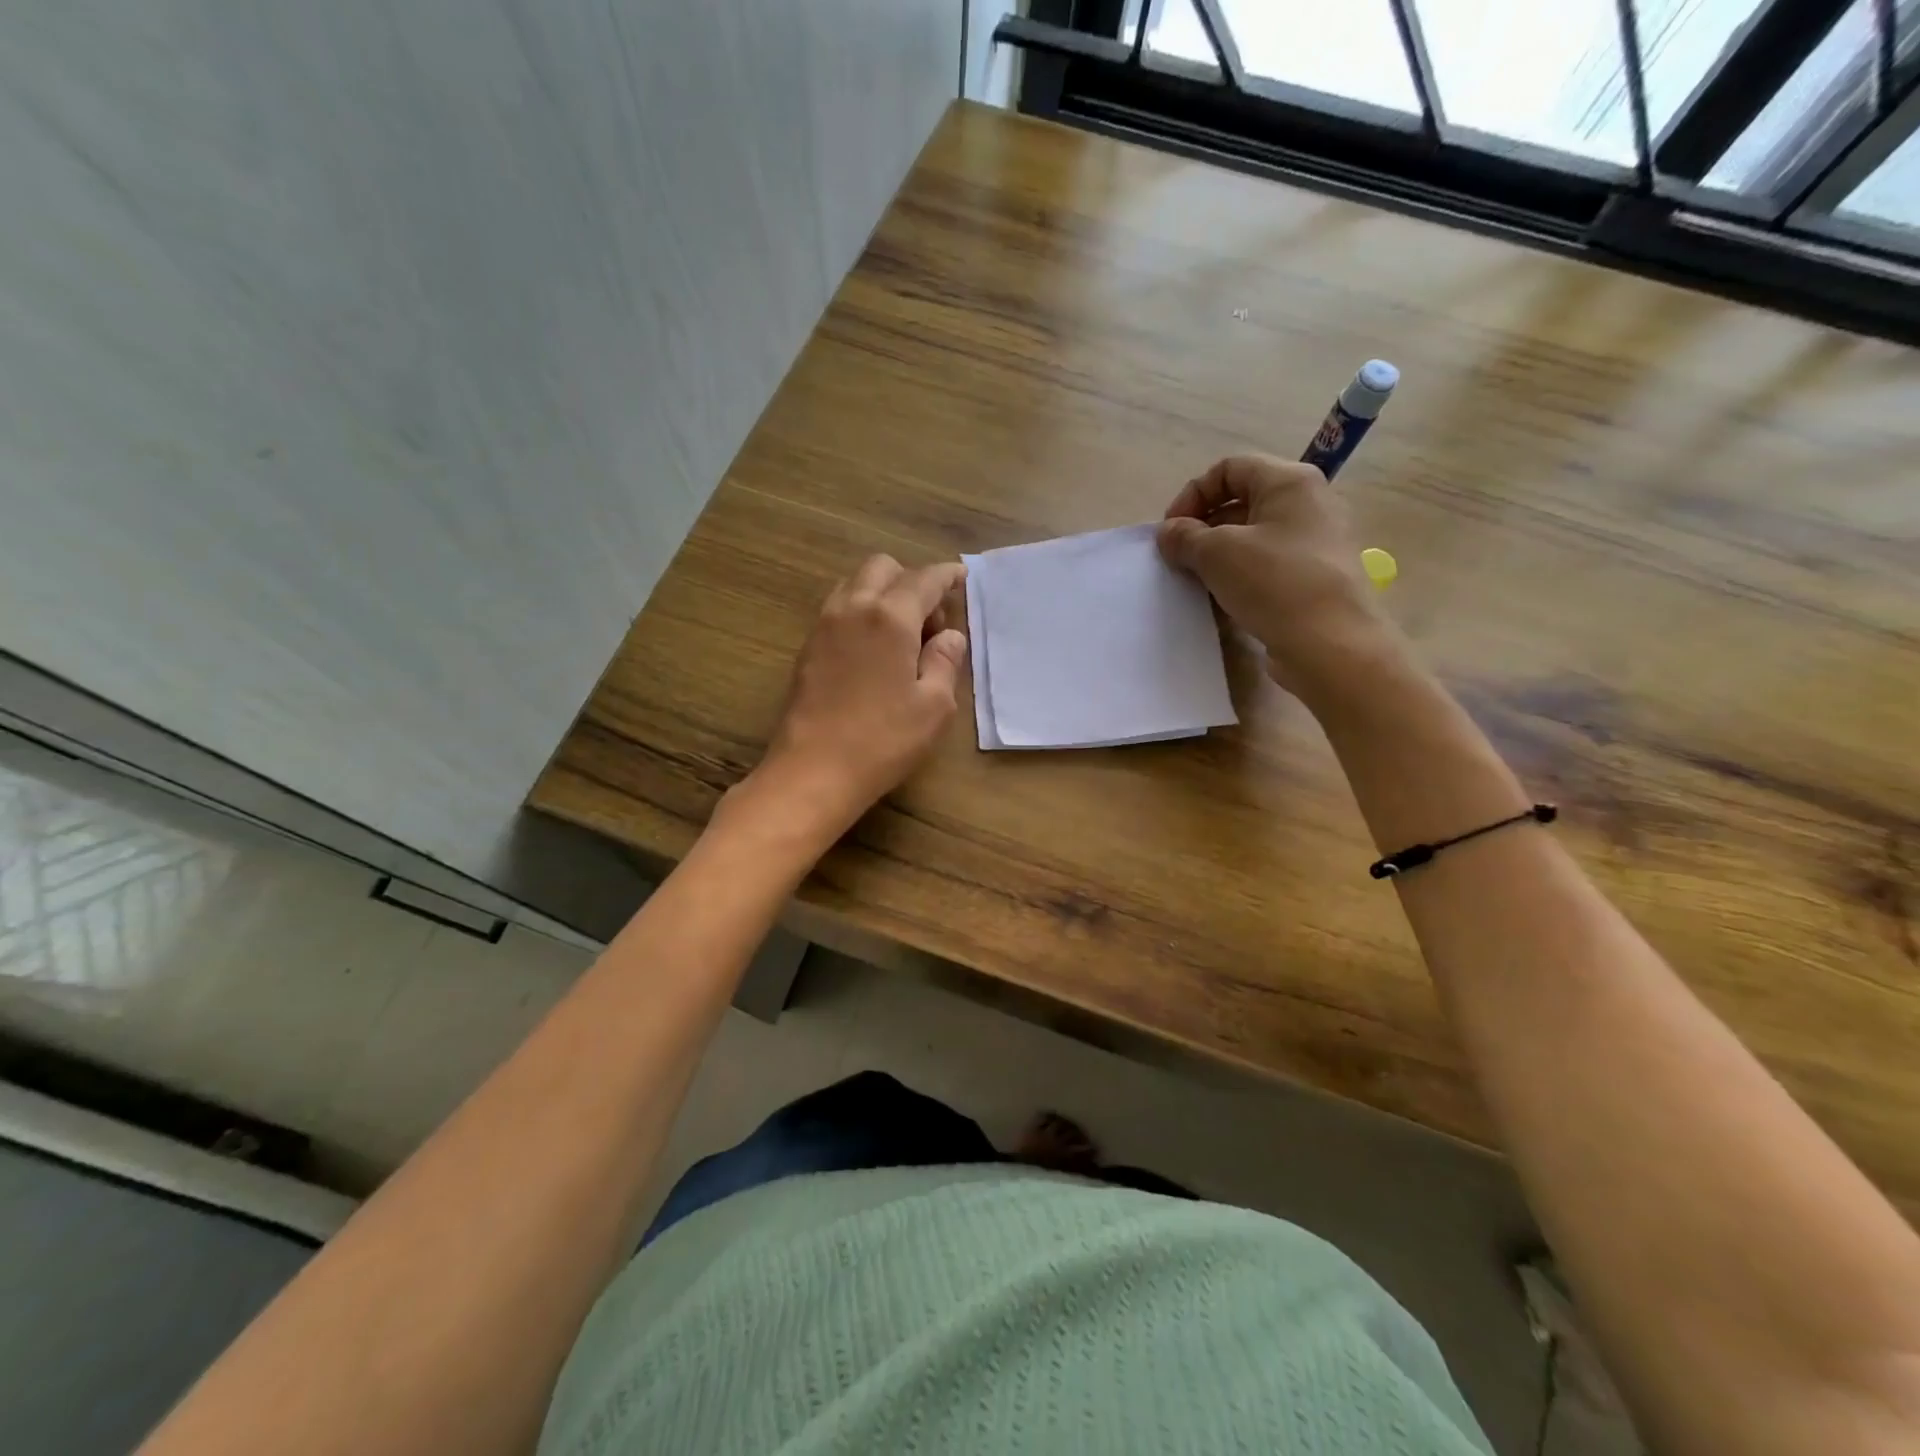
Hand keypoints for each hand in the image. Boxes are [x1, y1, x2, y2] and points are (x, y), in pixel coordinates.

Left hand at [748, 554, 967, 838]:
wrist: (812, 771)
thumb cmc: (883, 740)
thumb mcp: (934, 706)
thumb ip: (945, 662)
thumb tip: (949, 636)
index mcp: (890, 616)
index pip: (924, 579)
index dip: (947, 575)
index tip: (961, 577)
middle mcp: (853, 608)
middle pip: (883, 568)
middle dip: (911, 580)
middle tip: (930, 622)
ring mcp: (824, 626)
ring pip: (855, 584)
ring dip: (882, 593)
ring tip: (901, 635)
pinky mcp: (807, 647)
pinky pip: (838, 609)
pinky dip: (861, 612)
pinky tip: (873, 650)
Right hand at [1157, 454, 1394, 697]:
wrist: (1330, 645)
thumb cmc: (1274, 583)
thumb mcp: (1217, 553)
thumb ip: (1185, 536)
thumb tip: (1169, 533)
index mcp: (1290, 482)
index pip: (1229, 468)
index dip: (1193, 494)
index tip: (1171, 531)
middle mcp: (1308, 504)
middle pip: (1241, 502)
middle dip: (1202, 527)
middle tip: (1179, 558)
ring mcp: (1314, 543)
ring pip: (1252, 538)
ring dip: (1217, 556)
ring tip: (1196, 582)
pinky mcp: (1312, 578)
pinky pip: (1266, 566)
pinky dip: (1239, 578)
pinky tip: (1222, 602)